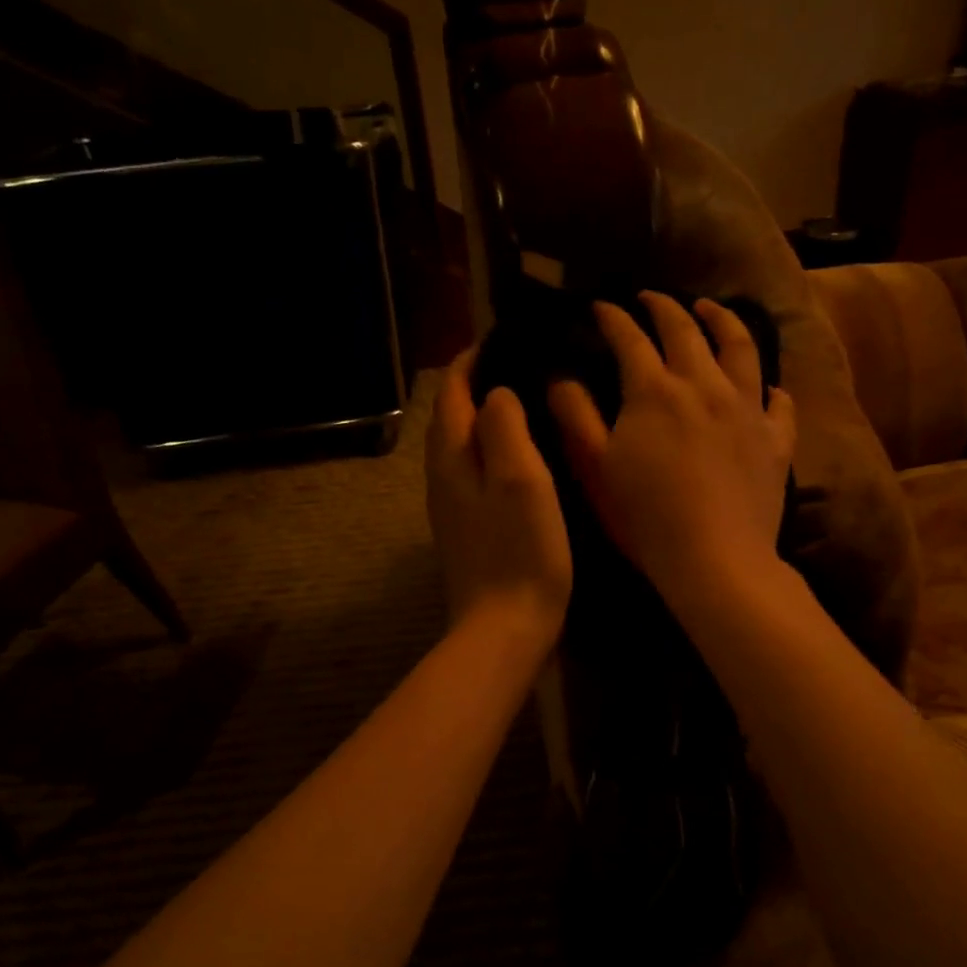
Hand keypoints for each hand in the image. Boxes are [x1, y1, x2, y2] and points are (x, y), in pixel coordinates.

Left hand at [426, 351, 572, 649]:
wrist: (504, 629)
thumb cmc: (520, 551)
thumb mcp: (520, 479)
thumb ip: (504, 427)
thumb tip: (496, 393)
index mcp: (452, 458)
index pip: (452, 393)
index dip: (471, 361)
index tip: (501, 337)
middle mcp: (442, 477)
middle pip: (452, 417)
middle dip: (476, 386)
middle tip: (519, 365)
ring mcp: (453, 507)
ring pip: (463, 447)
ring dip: (484, 419)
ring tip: (524, 403)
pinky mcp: (469, 530)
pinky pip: (475, 473)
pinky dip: (493, 451)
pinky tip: (521, 458)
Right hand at [549, 293, 794, 609]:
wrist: (714, 559)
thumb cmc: (644, 517)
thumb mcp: (593, 468)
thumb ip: (574, 416)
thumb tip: (561, 377)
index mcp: (654, 391)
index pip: (629, 338)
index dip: (612, 317)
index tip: (600, 306)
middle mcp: (704, 385)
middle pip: (686, 330)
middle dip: (664, 307)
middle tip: (651, 298)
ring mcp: (747, 409)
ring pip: (740, 348)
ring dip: (723, 321)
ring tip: (711, 311)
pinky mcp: (775, 440)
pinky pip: (778, 402)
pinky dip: (769, 388)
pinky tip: (765, 388)